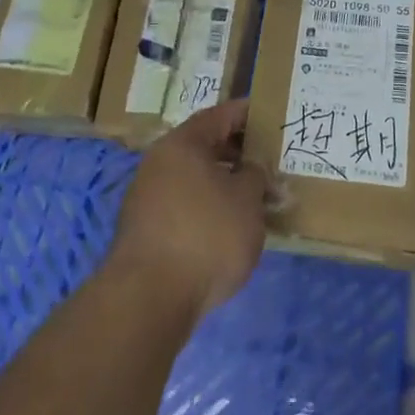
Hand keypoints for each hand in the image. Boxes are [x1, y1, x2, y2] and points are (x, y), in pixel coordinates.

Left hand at [110, 100, 267, 321]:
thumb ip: (256, 176)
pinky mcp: (144, 231)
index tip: (271, 117)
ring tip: (254, 198)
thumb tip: (253, 170)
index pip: (220, 115)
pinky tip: (227, 227)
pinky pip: (184, 205)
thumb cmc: (205, 235)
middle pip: (204, 146)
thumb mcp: (247, 200)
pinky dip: (207, 207)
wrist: (149, 299)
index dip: (247, 114)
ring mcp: (147, 197)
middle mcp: (159, 162)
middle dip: (237, 152)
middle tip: (267, 161)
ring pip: (194, 178)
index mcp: (183, 143)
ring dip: (222, 183)